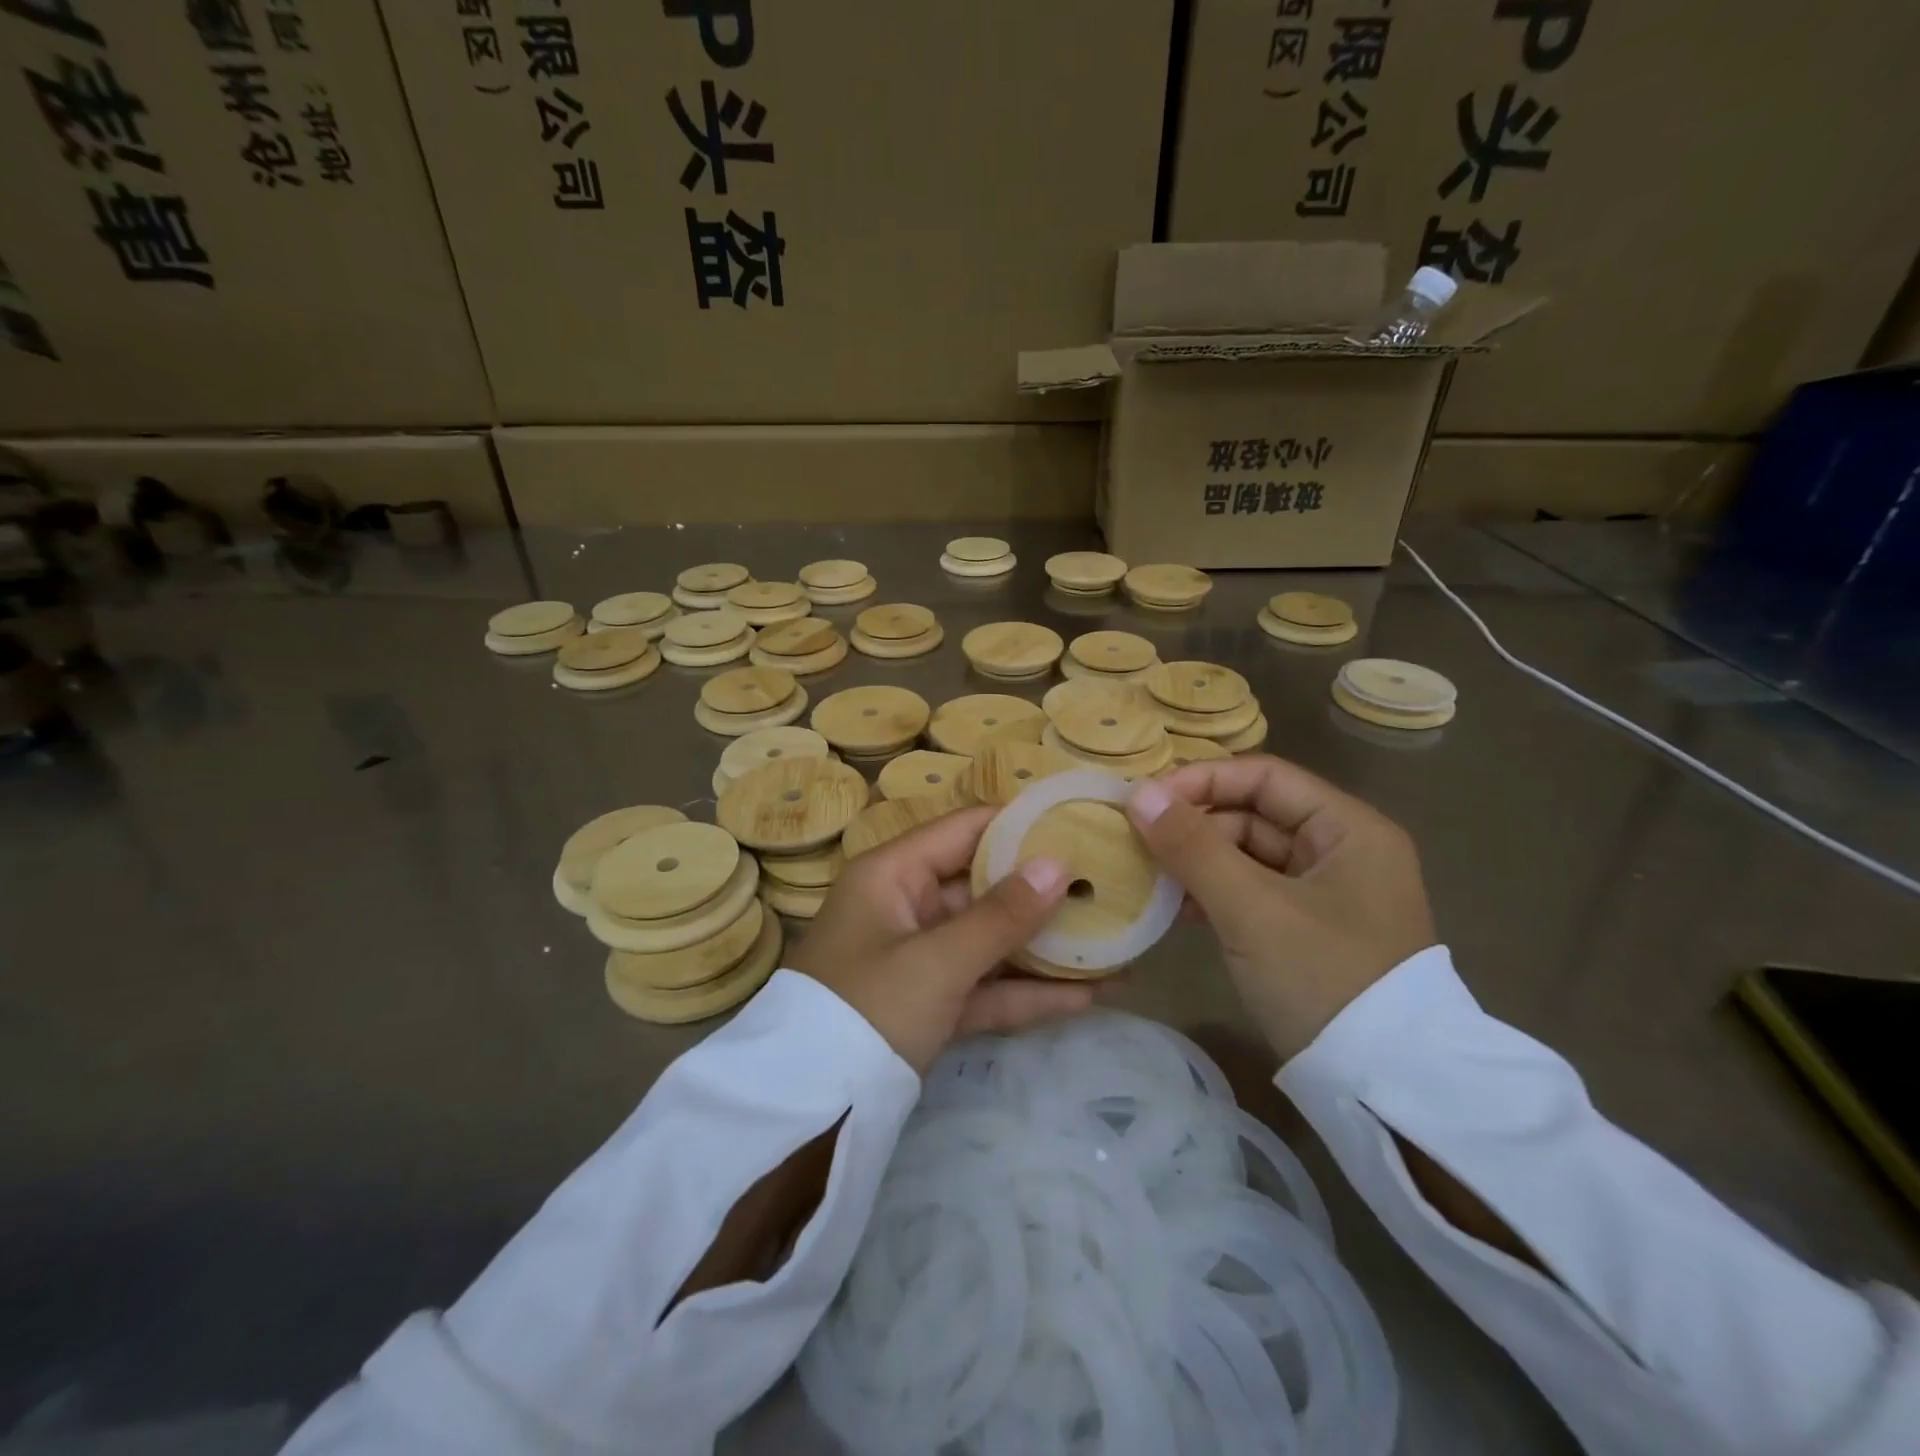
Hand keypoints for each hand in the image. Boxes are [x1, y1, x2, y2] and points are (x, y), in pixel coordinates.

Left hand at [786, 806, 1092, 1074]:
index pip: (967, 830)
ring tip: (1114, 943)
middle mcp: (908, 905)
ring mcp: (920, 957)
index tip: (1081, 828)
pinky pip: (985, 986)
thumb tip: (1059, 864)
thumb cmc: (868, 1009)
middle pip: (985, 886)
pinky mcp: (930, 1004)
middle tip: (1111, 889)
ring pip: (990, 940)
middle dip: (1045, 893)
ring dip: (1045, 948)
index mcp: (895, 874)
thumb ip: (1001, 916)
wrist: (809, 1112)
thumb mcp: (937, 960)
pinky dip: (1027, 993)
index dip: (1022, 827)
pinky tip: (1088, 996)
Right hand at [1126, 756, 1435, 1059]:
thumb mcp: (1252, 908)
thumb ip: (1192, 846)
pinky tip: (1176, 907)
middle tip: (1137, 839)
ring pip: (1248, 855)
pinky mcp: (1307, 929)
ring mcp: (1325, 893)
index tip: (1145, 799)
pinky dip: (1214, 893)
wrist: (1381, 1090)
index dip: (1203, 780)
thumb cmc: (1322, 978)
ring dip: (1198, 860)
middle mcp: (1342, 850)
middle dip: (1195, 824)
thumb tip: (1137, 793)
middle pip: (1255, 814)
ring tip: (1148, 873)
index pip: (1265, 776)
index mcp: (1348, 829)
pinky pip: (1251, 892)